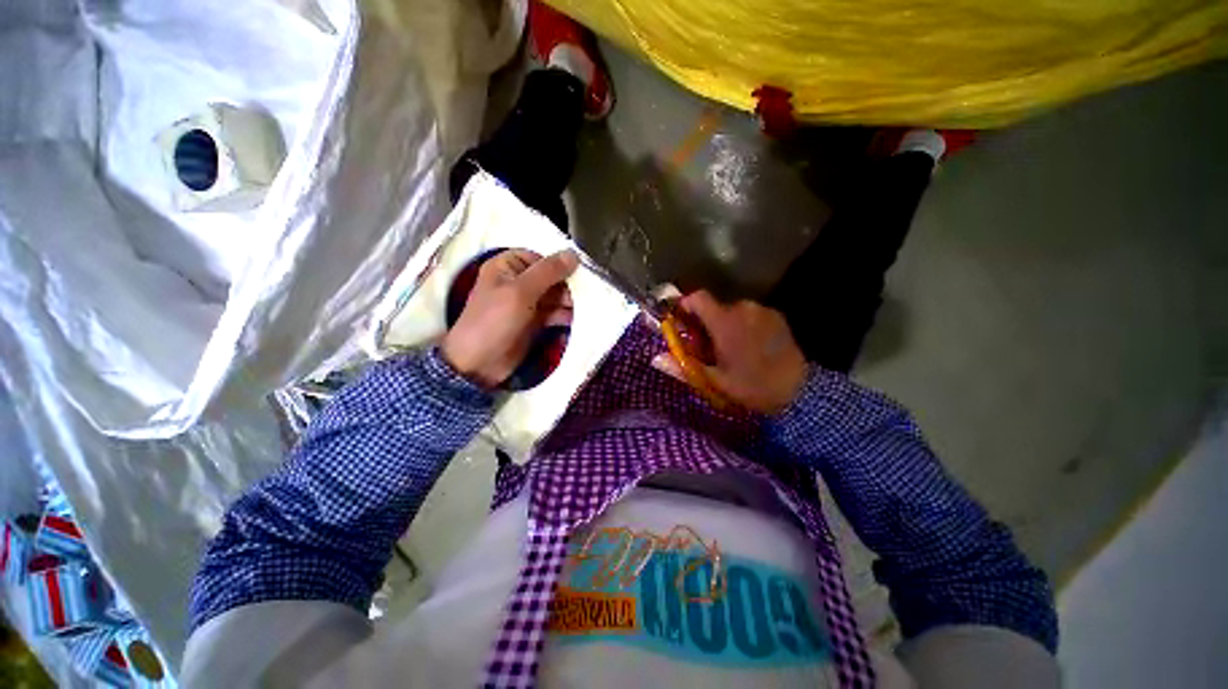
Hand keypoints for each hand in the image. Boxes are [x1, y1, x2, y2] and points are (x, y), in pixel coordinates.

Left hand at [441, 248, 577, 387]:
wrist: (479, 364)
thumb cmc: (495, 321)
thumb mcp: (520, 292)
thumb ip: (548, 272)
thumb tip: (573, 254)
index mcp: (507, 267)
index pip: (540, 258)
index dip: (559, 264)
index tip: (580, 272)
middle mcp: (517, 282)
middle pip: (550, 277)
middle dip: (567, 285)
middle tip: (585, 294)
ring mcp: (526, 303)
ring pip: (554, 296)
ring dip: (569, 301)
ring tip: (586, 307)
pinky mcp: (534, 322)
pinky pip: (554, 313)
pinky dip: (565, 315)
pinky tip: (577, 319)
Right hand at [656, 290, 808, 413]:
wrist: (800, 391)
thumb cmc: (752, 386)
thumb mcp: (714, 381)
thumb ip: (683, 366)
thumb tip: (655, 359)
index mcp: (725, 322)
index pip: (697, 298)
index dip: (685, 305)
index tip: (682, 322)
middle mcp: (743, 308)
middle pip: (714, 307)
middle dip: (705, 323)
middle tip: (707, 347)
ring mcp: (762, 311)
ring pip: (733, 311)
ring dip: (726, 324)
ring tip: (731, 349)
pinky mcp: (776, 316)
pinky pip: (751, 314)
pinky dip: (744, 325)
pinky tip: (751, 346)